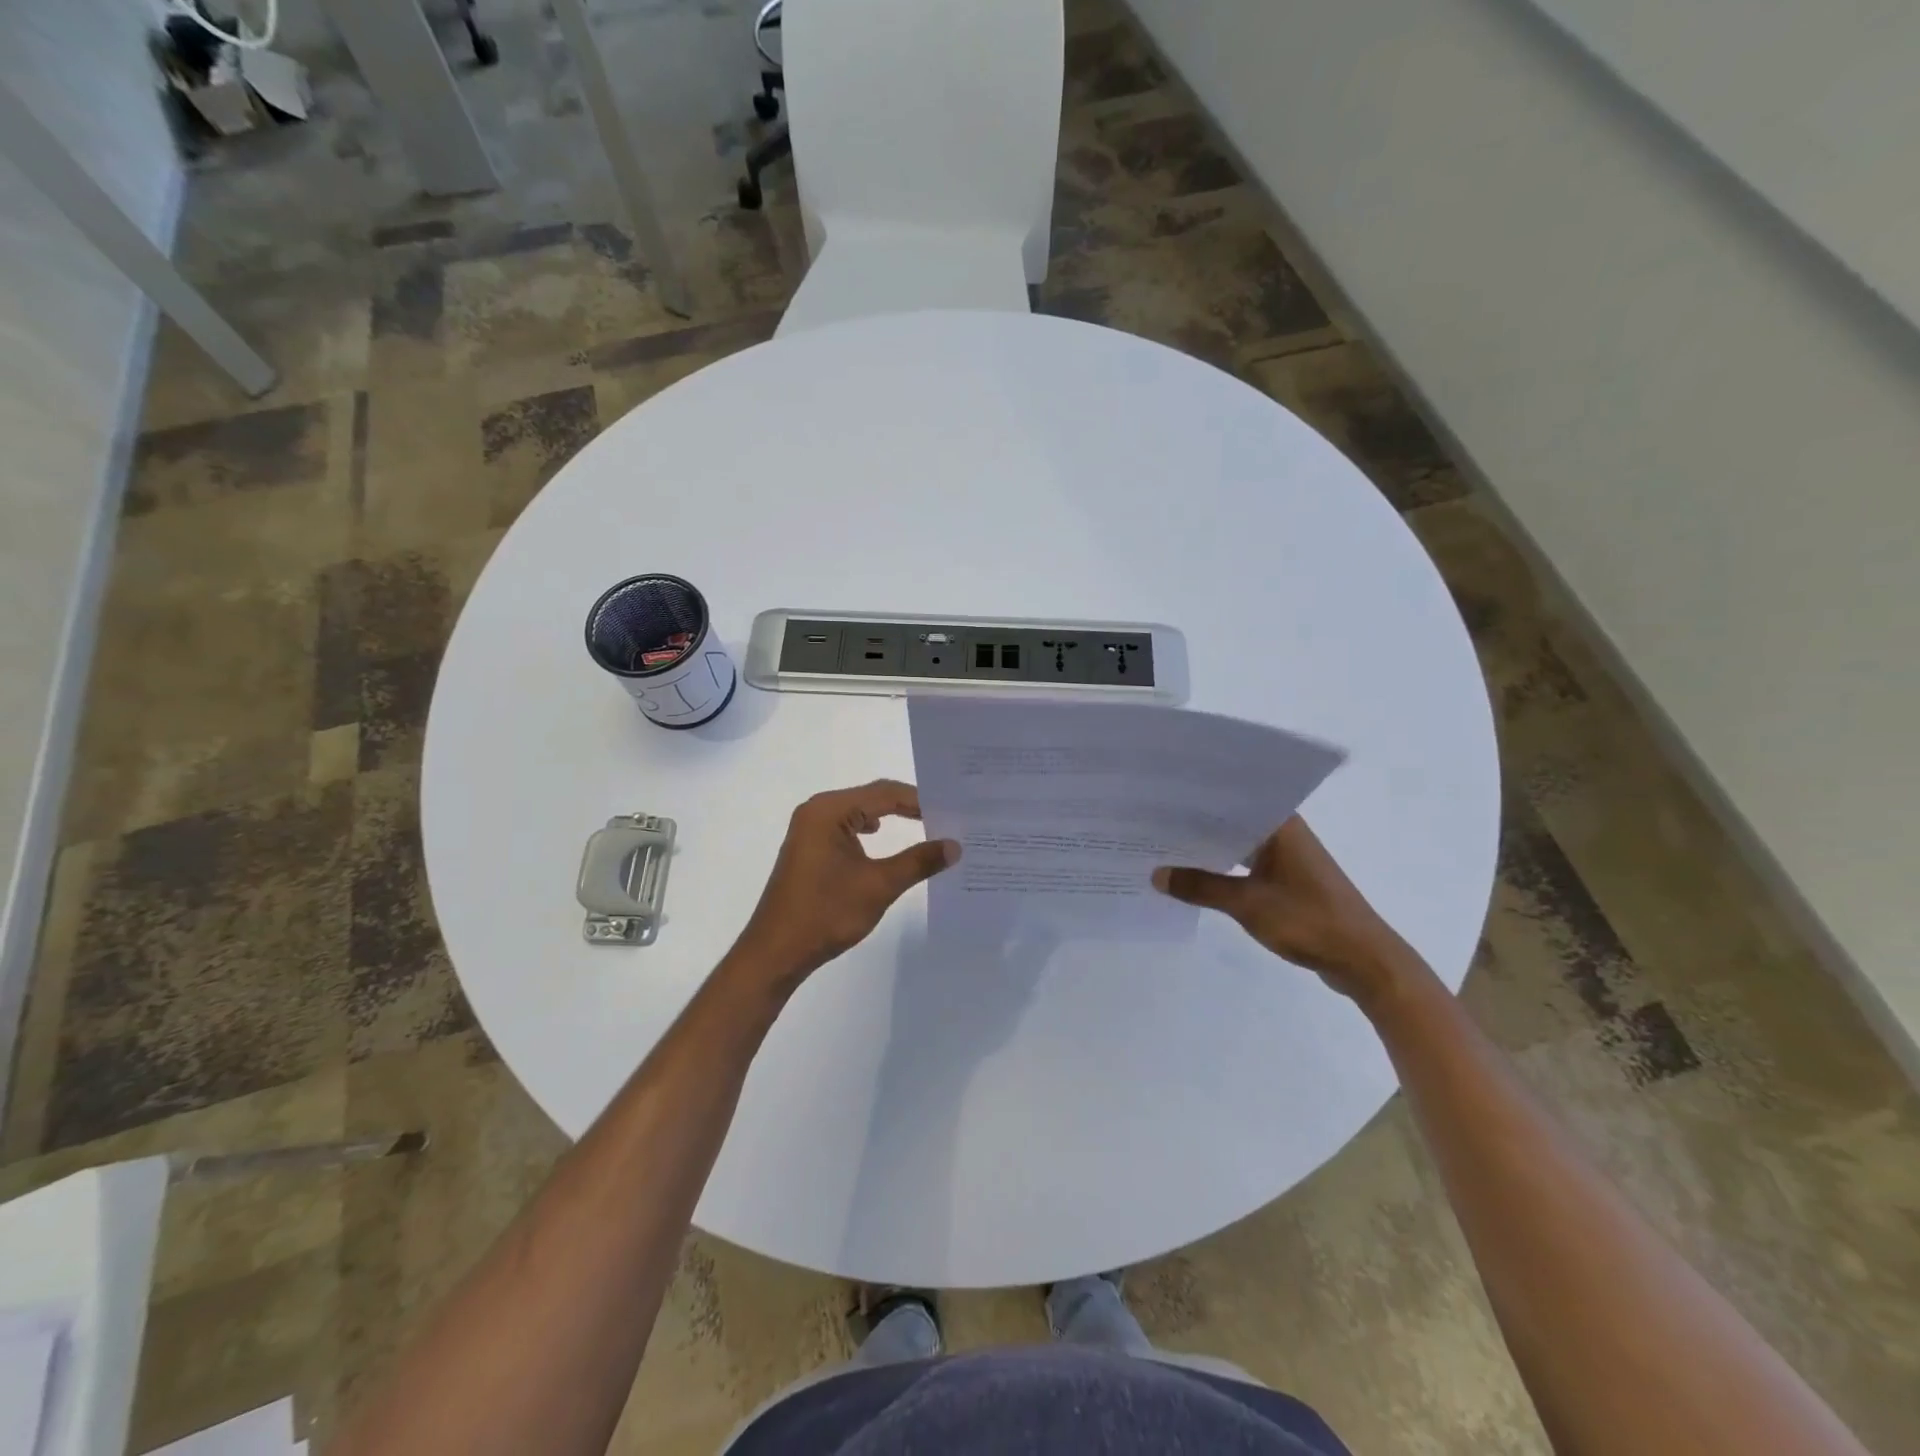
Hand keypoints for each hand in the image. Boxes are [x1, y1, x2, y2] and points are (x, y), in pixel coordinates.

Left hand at [729, 780, 958, 996]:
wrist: (776, 952)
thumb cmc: (826, 913)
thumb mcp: (879, 885)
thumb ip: (918, 861)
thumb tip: (955, 845)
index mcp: (829, 810)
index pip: (885, 793)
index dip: (920, 800)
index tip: (953, 811)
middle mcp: (817, 811)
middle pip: (872, 797)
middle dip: (908, 808)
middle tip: (947, 817)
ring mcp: (810, 830)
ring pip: (860, 813)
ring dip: (892, 819)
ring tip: (927, 827)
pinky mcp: (810, 848)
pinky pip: (847, 829)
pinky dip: (871, 833)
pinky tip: (886, 841)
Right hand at [1153, 817, 1417, 1003]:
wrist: (1364, 960)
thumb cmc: (1309, 920)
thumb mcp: (1247, 903)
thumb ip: (1200, 887)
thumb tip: (1156, 874)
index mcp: (1280, 824)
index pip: (1228, 799)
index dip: (1193, 800)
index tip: (1157, 800)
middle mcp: (1284, 832)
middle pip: (1230, 821)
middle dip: (1193, 825)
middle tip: (1149, 824)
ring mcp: (1286, 857)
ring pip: (1237, 844)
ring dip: (1208, 850)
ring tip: (1163, 849)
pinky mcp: (1287, 880)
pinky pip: (1245, 865)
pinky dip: (1222, 869)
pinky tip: (1194, 877)